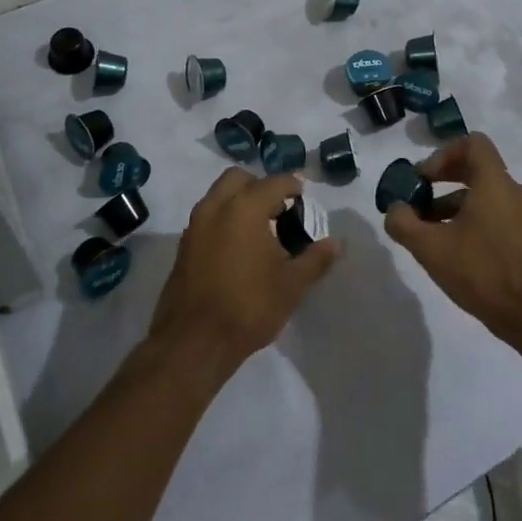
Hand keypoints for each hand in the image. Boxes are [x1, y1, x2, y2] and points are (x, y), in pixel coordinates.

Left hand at [148, 169, 339, 378]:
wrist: (194, 342)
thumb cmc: (248, 307)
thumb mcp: (291, 285)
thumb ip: (315, 258)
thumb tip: (337, 242)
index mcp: (244, 208)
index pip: (274, 182)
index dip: (293, 186)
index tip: (304, 198)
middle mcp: (216, 206)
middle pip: (239, 178)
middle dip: (261, 186)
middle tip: (279, 210)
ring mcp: (195, 224)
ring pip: (219, 194)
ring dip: (239, 200)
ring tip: (260, 230)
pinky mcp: (184, 244)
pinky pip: (207, 216)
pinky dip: (224, 218)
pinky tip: (239, 247)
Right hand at [383, 133, 521, 345]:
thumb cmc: (482, 272)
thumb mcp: (430, 248)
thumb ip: (403, 222)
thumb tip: (395, 208)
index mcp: (494, 183)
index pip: (472, 143)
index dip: (442, 153)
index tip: (423, 178)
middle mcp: (512, 192)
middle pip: (475, 167)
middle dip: (441, 179)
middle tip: (417, 198)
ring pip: (482, 194)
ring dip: (451, 204)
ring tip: (427, 231)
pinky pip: (493, 214)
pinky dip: (469, 220)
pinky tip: (451, 249)